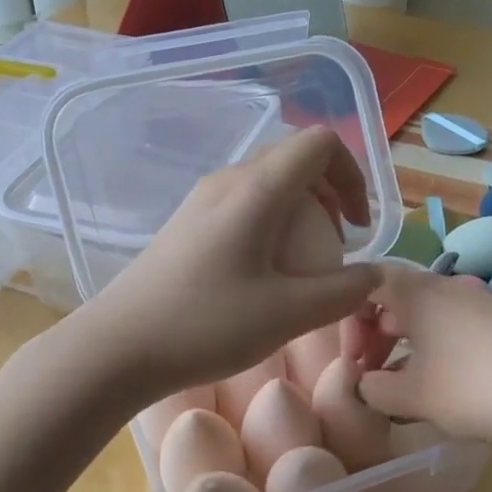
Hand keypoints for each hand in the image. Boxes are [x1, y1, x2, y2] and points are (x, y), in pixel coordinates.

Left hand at [84, 126, 380, 402]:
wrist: (117, 347)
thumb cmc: (205, 325)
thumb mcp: (288, 314)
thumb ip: (342, 292)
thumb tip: (374, 275)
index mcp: (256, 189)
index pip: (320, 144)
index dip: (352, 174)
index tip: (355, 227)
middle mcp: (228, 181)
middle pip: (294, 159)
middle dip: (329, 193)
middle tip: (336, 245)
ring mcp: (202, 200)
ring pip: (267, 182)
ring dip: (300, 210)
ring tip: (304, 263)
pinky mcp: (186, 224)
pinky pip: (242, 205)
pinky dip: (271, 224)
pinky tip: (264, 274)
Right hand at [357, 263, 491, 451]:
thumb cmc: (476, 388)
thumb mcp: (414, 397)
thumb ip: (374, 390)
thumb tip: (365, 384)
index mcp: (417, 292)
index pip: (365, 282)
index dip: (348, 316)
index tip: (352, 359)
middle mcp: (446, 287)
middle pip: (394, 297)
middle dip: (374, 334)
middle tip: (369, 375)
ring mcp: (479, 302)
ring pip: (424, 314)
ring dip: (404, 345)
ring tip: (402, 386)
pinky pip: (452, 327)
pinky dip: (434, 350)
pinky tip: (443, 386)